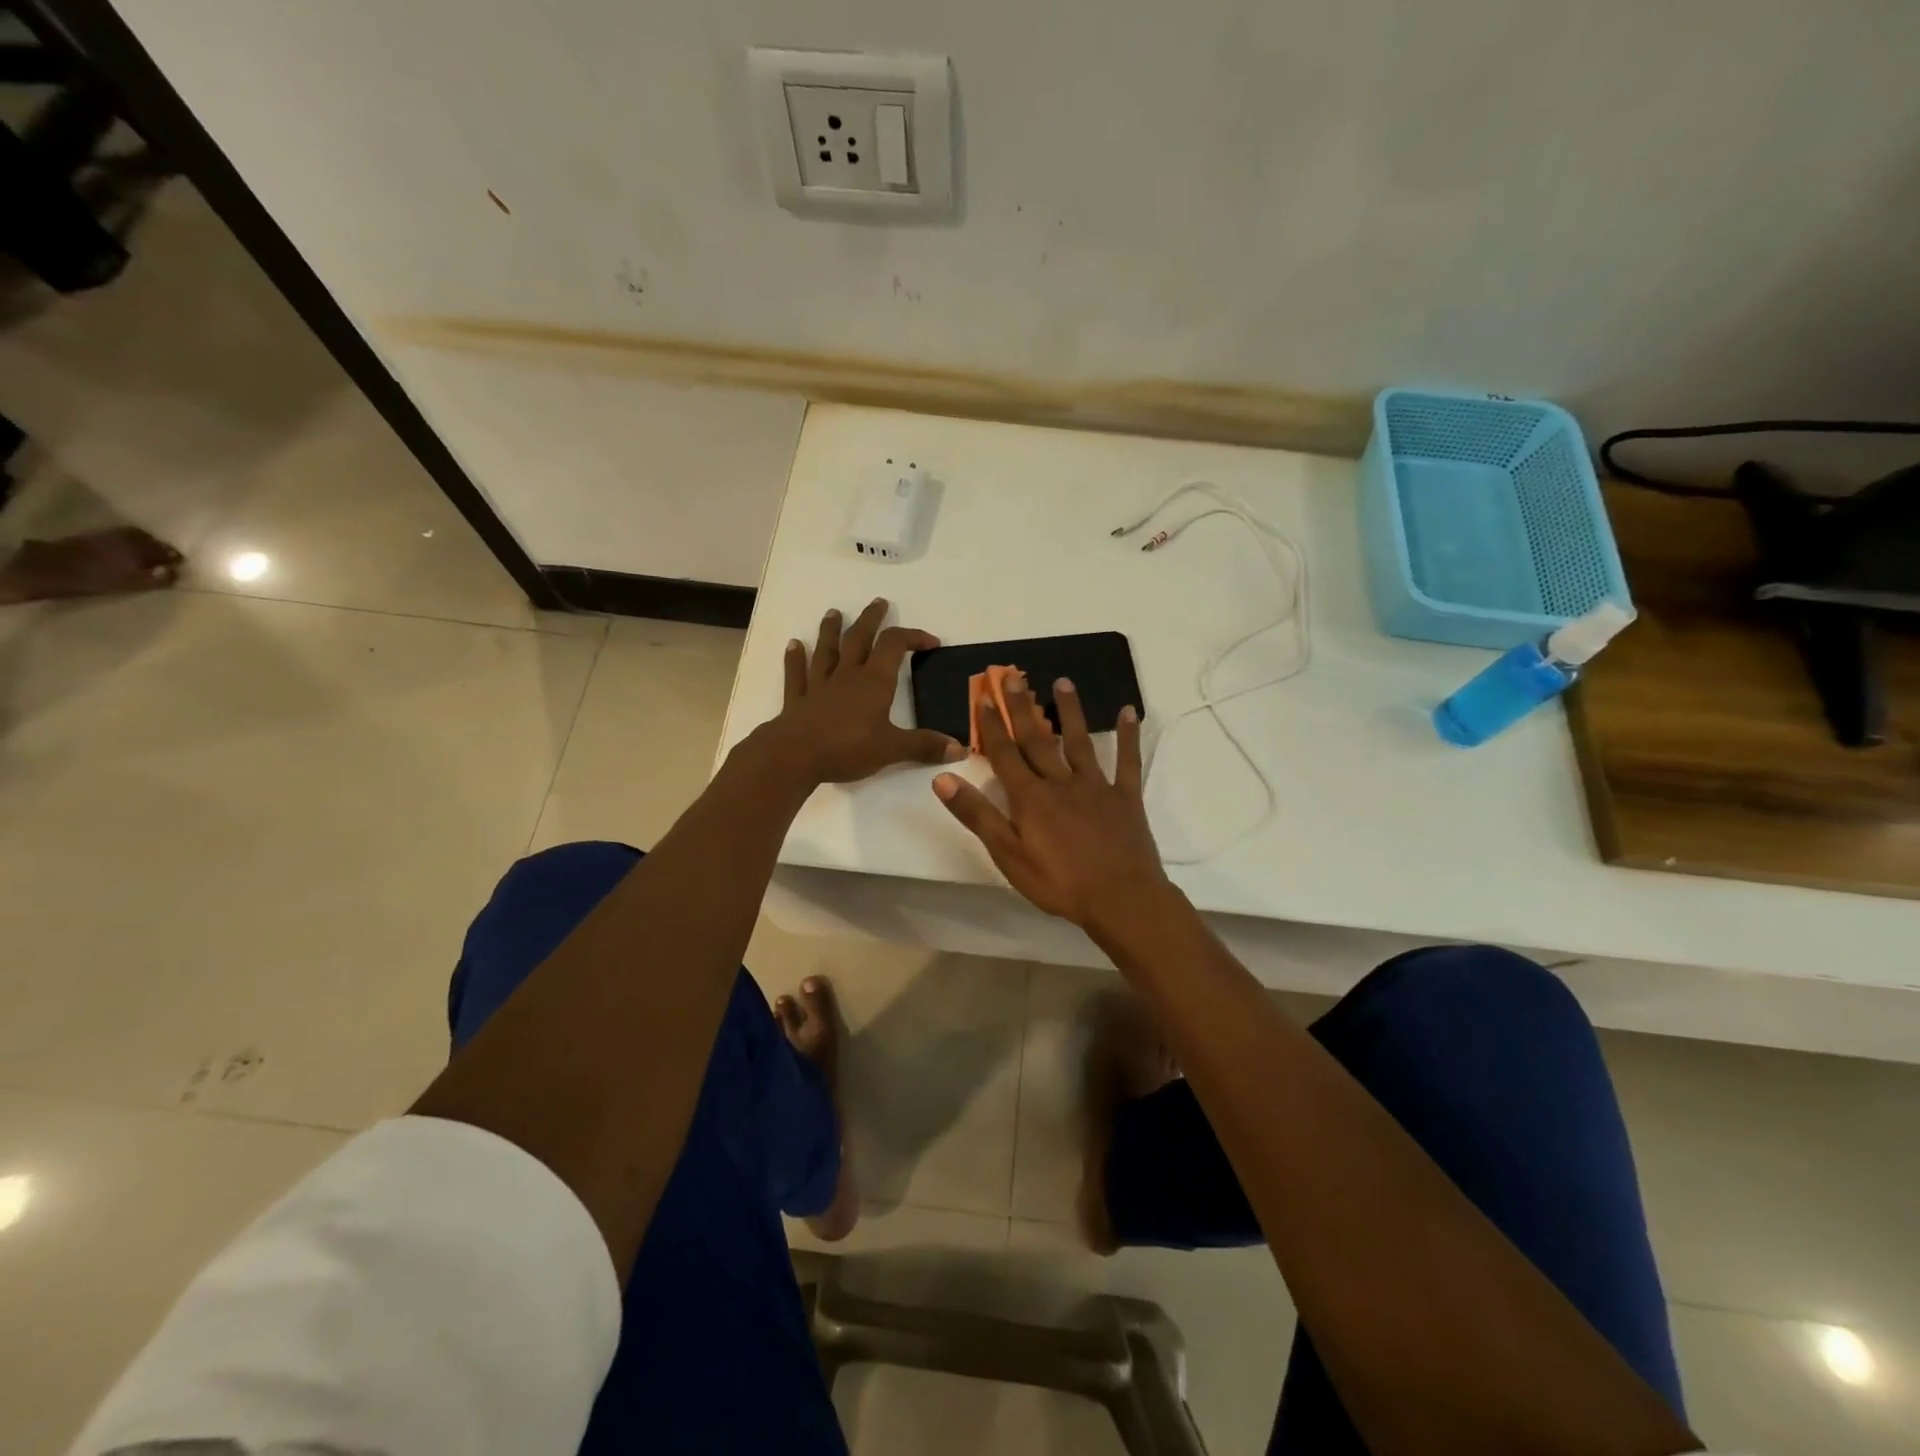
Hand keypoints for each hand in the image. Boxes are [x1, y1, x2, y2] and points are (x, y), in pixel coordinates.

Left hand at [768, 598, 963, 783]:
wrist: (795, 756)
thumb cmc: (847, 748)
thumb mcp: (892, 749)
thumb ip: (925, 746)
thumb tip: (960, 747)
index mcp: (874, 682)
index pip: (895, 646)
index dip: (913, 637)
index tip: (930, 642)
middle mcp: (847, 676)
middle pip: (859, 639)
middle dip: (871, 620)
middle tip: (879, 602)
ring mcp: (819, 686)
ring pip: (827, 651)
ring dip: (831, 631)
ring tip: (834, 613)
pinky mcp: (797, 701)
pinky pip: (797, 675)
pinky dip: (795, 659)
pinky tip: (793, 645)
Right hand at [931, 672, 1169, 927]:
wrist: (1120, 898)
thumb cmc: (1058, 882)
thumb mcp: (1007, 854)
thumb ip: (977, 814)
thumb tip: (942, 779)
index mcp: (1030, 797)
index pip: (1004, 754)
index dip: (992, 725)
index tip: (983, 695)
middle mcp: (1060, 782)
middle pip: (1037, 739)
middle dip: (1022, 707)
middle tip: (1013, 675)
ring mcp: (1096, 786)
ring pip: (1080, 741)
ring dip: (1070, 711)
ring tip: (1063, 681)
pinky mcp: (1125, 797)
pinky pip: (1127, 761)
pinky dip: (1128, 736)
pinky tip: (1128, 711)